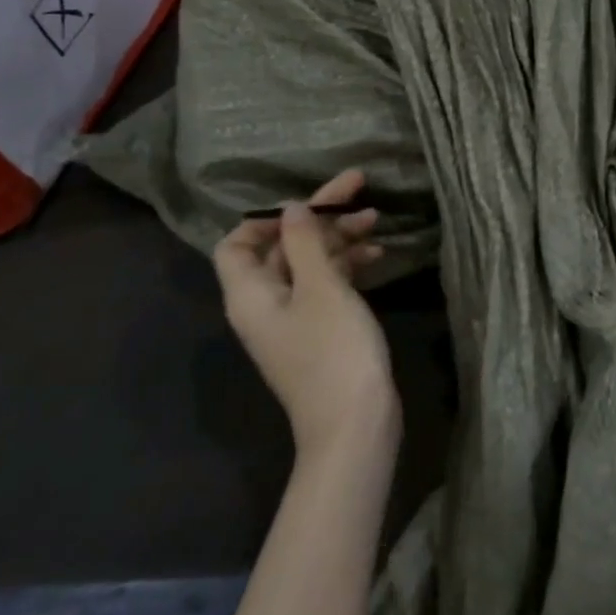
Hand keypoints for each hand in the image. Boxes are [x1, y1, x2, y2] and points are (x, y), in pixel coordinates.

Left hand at [214, 169, 398, 461]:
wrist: (355, 426)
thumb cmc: (333, 351)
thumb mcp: (321, 287)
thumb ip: (304, 242)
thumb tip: (292, 208)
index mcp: (250, 293)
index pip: (237, 243)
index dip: (265, 218)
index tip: (307, 203)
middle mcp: (266, 303)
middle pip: (281, 246)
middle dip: (318, 216)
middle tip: (358, 187)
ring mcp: (295, 319)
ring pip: (310, 263)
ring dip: (338, 237)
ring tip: (375, 217)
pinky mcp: (321, 330)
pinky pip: (327, 284)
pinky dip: (349, 264)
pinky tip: (378, 253)